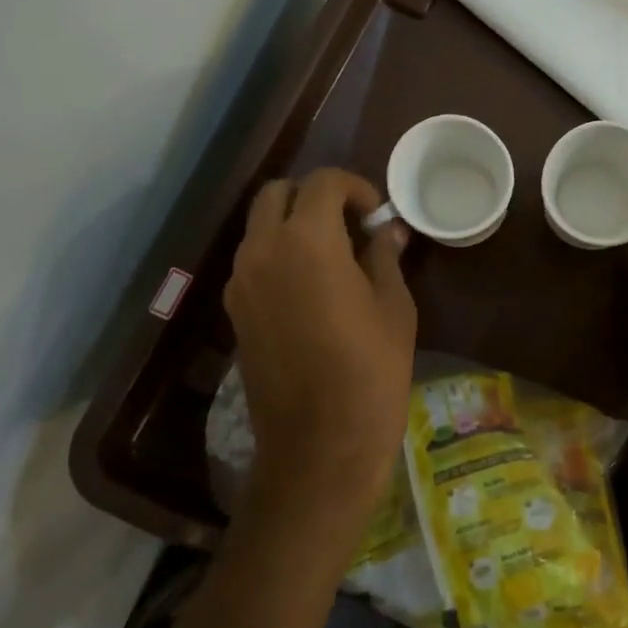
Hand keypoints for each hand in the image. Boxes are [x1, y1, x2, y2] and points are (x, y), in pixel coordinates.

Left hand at [225, 169, 416, 537]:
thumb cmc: (371, 371)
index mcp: (307, 241)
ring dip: (292, 225)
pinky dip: (278, 255)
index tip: (376, 213)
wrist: (320, 444)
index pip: (322, 183)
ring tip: (333, 257)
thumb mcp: (393, 307)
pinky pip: (253, 262)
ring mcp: (241, 282)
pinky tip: (311, 288)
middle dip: (314, 197)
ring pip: (259, 227)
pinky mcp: (234, 312)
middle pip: (277, 194)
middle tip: (349, 225)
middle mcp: (262, 251)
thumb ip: (385, 257)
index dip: (354, 187)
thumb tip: (388, 230)